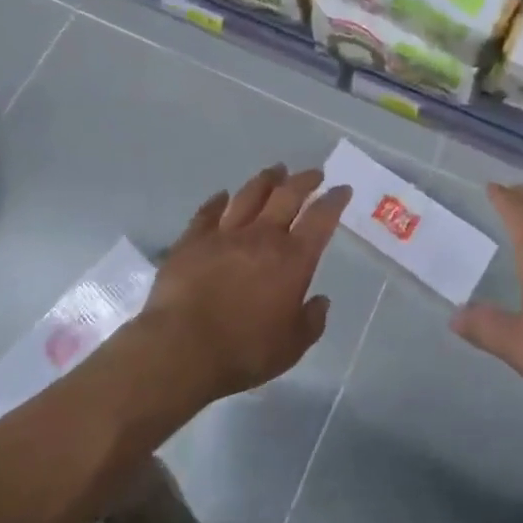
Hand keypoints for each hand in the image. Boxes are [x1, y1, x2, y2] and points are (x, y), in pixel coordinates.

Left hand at [132, 164, 350, 409]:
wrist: (180, 348)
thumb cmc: (243, 351)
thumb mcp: (291, 347)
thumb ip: (311, 322)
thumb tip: (321, 301)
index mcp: (293, 258)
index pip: (321, 218)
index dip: (334, 200)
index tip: (342, 189)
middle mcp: (263, 236)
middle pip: (287, 195)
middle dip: (304, 180)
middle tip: (314, 173)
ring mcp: (225, 233)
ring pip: (250, 194)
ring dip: (266, 180)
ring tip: (276, 171)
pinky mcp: (193, 240)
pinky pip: (208, 212)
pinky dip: (217, 200)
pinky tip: (222, 195)